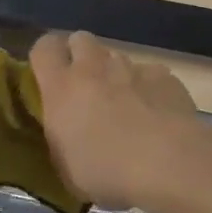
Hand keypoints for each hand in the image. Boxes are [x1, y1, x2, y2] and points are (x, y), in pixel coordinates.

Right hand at [30, 31, 207, 210]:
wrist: (167, 165)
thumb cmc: (106, 173)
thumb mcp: (67, 166)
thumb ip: (62, 137)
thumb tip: (67, 130)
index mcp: (62, 88)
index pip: (44, 47)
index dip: (46, 56)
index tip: (49, 74)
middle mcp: (94, 68)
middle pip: (81, 40)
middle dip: (81, 56)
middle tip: (86, 87)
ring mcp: (132, 68)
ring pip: (117, 57)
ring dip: (115, 74)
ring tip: (126, 106)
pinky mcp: (164, 75)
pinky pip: (150, 73)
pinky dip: (149, 88)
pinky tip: (158, 114)